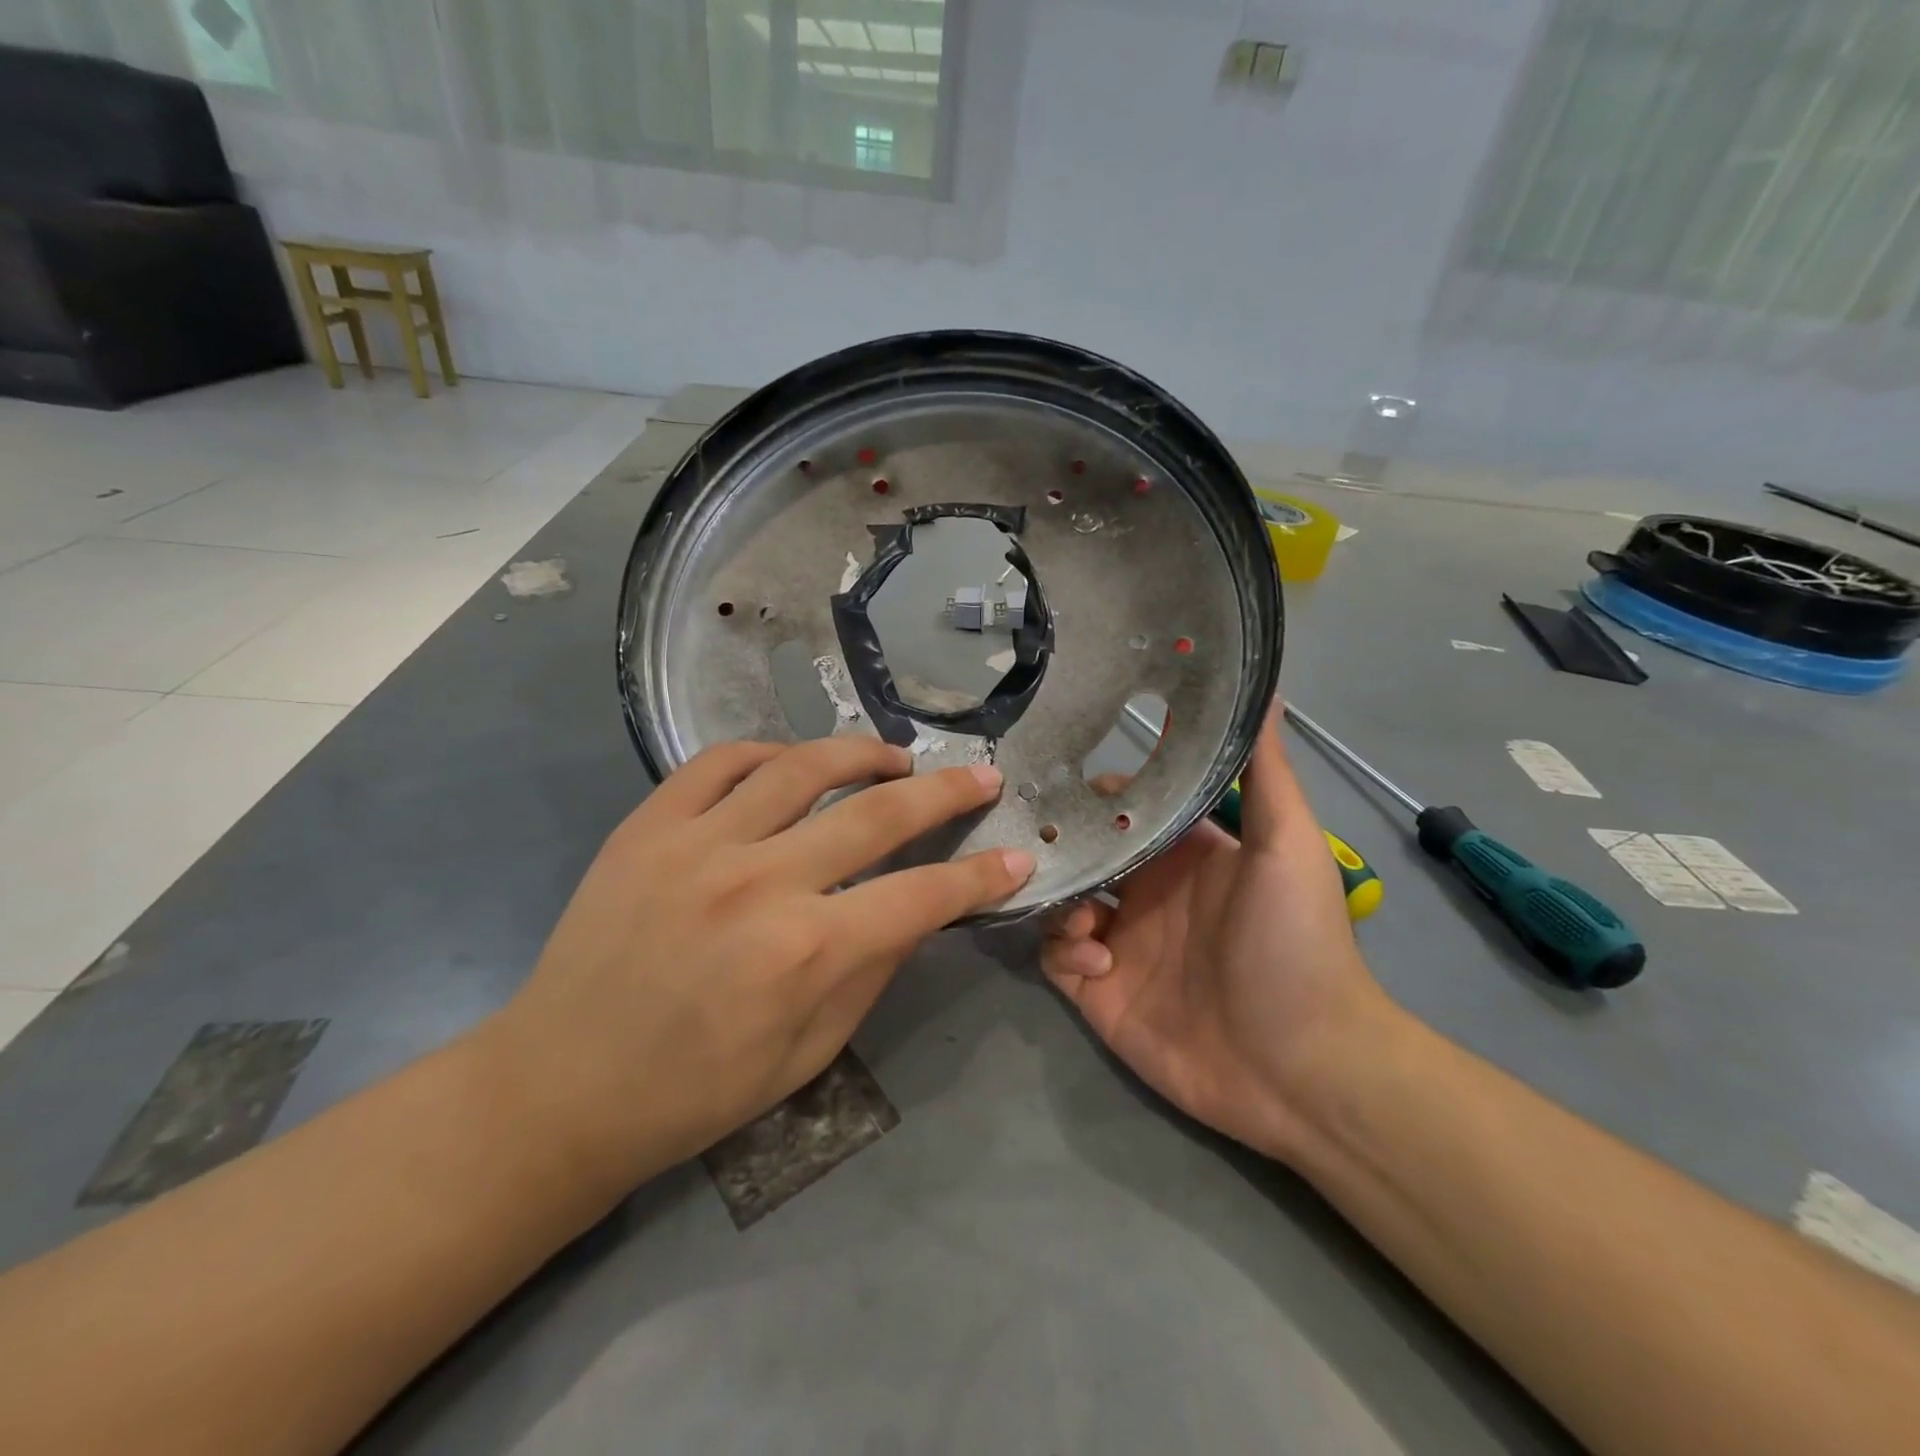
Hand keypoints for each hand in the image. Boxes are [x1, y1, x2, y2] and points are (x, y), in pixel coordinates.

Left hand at [485, 738, 1032, 1194]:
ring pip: (802, 766)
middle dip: (945, 792)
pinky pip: (720, 761)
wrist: (558, 1087)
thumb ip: (870, 971)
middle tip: (980, 776)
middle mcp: (760, 882)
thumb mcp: (808, 1054)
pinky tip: (793, 763)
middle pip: (877, 813)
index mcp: (805, 952)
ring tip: (895, 758)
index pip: (921, 895)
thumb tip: (915, 908)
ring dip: (863, 754)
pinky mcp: (648, 825)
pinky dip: (768, 752)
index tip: (1016, 857)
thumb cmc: (694, 1090)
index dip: (980, 876)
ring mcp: (698, 843)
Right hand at [1043, 705, 1385, 1163]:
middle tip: (1025, 834)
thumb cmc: (1295, 944)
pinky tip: (1098, 961)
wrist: (1302, 1068)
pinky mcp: (1099, 991)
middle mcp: (1145, 893)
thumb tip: (1263, 688)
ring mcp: (1119, 943)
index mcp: (1183, 857)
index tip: (1059, 776)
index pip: (1122, 810)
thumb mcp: (1288, 846)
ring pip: (1058, 902)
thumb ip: (1265, 771)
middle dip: (1054, 843)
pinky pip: (1056, 958)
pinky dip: (1065, 951)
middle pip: (1080, 853)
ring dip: (1058, 898)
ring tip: (1079, 910)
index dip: (1094, 794)